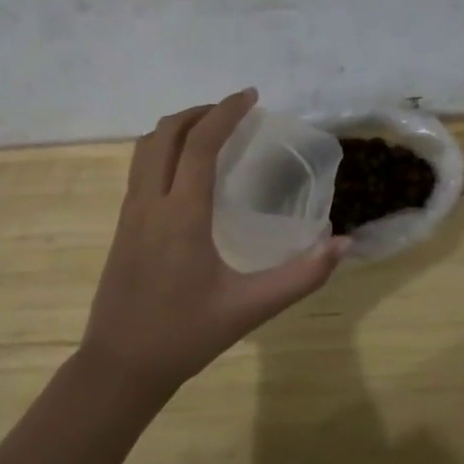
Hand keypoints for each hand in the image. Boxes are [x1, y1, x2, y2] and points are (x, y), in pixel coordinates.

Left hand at [80, 90, 349, 397]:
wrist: (120, 366)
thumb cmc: (186, 335)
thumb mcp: (251, 308)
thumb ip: (302, 276)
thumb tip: (343, 243)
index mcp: (181, 216)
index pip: (199, 144)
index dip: (225, 112)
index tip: (251, 96)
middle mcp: (150, 203)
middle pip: (165, 134)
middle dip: (200, 112)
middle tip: (235, 111)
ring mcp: (129, 213)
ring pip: (146, 148)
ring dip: (178, 128)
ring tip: (212, 131)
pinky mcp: (122, 225)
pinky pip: (140, 168)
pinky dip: (164, 149)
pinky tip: (187, 170)